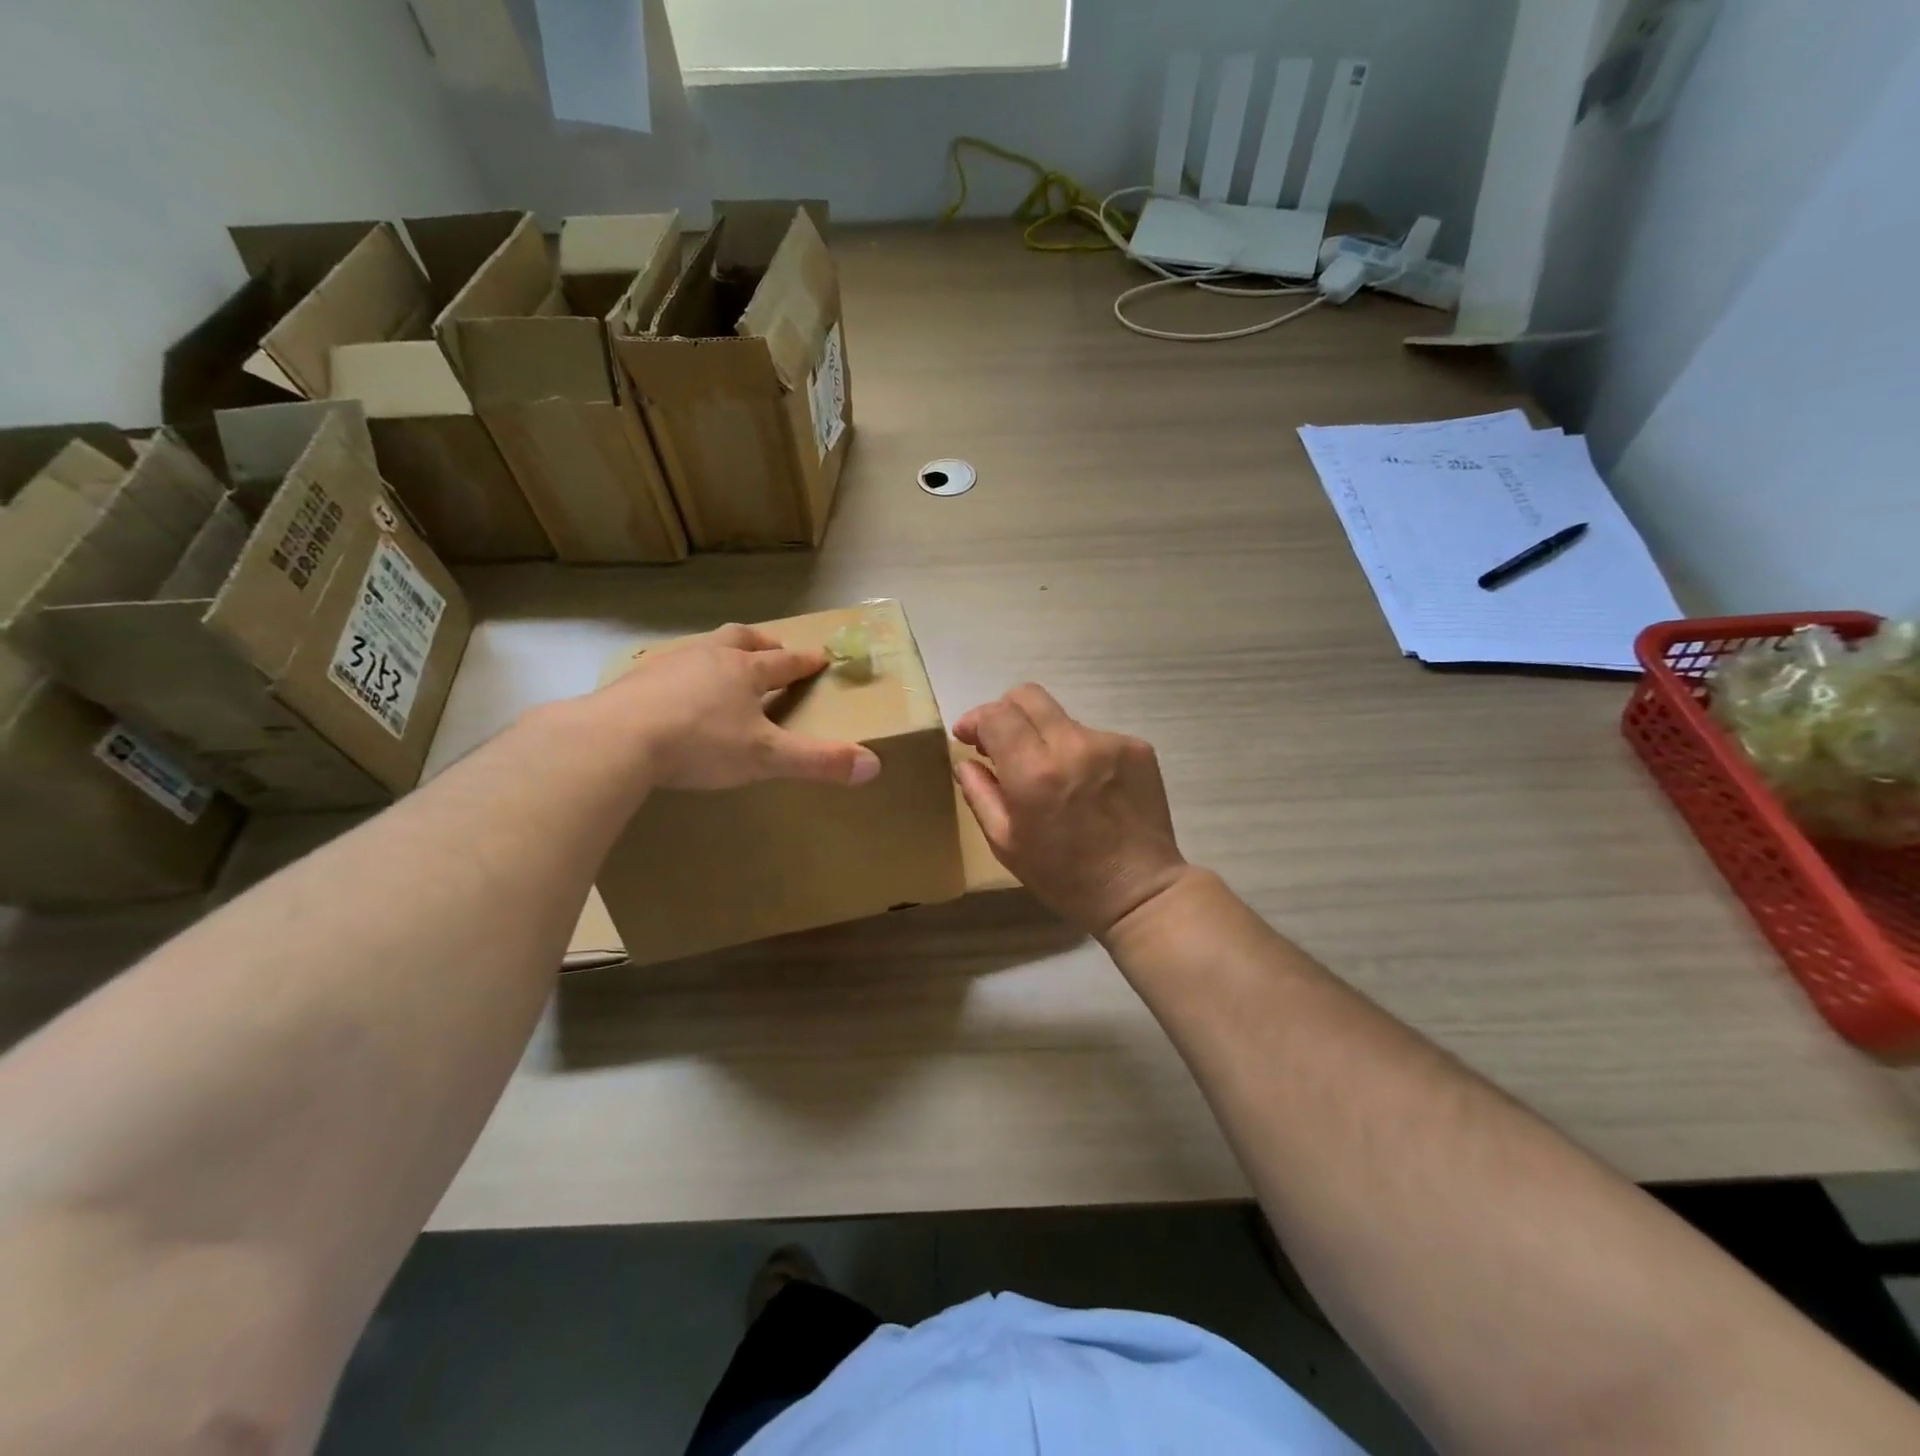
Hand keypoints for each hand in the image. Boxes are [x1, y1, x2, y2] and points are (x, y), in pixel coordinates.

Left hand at [595, 625, 881, 790]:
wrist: (616, 739)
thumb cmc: (700, 744)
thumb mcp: (766, 757)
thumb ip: (818, 761)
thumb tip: (874, 766)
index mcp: (745, 671)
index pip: (785, 662)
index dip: (805, 661)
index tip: (821, 656)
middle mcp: (710, 657)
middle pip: (742, 640)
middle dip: (763, 643)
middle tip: (773, 649)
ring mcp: (669, 664)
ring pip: (703, 647)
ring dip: (720, 652)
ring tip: (724, 667)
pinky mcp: (636, 679)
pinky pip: (667, 666)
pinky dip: (682, 672)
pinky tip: (674, 691)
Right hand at [953, 685, 1189, 939]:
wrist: (1139, 891)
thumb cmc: (1064, 876)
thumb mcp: (1006, 843)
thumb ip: (980, 794)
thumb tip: (967, 761)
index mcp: (1034, 773)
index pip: (996, 715)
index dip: (976, 720)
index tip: (968, 737)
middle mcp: (1073, 746)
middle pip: (1028, 696)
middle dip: (1006, 713)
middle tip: (1002, 744)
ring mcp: (1110, 743)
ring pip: (1061, 719)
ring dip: (1045, 738)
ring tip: (1053, 778)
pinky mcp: (1137, 747)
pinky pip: (1093, 736)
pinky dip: (1079, 753)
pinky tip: (1086, 787)